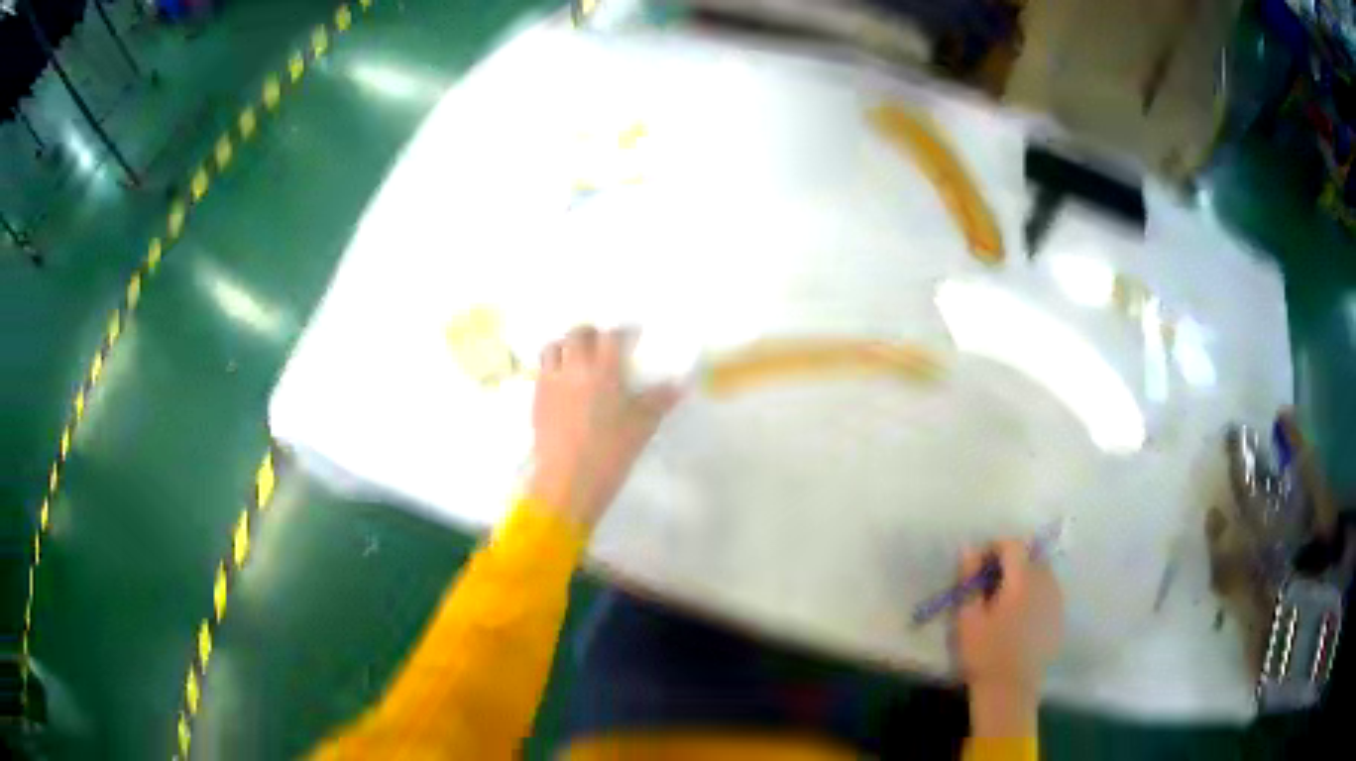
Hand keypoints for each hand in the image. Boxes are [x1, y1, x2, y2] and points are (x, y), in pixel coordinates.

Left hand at [527, 326, 681, 526]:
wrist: (567, 481)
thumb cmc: (610, 453)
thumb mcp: (642, 427)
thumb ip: (659, 401)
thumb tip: (678, 385)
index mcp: (603, 370)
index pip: (611, 335)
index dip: (622, 331)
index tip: (630, 337)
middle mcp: (574, 368)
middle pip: (577, 334)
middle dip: (590, 333)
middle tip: (601, 344)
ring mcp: (551, 382)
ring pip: (553, 348)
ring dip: (565, 347)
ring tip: (576, 359)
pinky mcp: (536, 399)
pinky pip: (542, 371)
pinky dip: (553, 368)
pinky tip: (563, 383)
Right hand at [956, 540, 1062, 735]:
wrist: (1010, 690)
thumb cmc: (985, 653)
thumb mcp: (968, 617)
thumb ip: (970, 580)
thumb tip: (969, 548)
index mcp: (1023, 579)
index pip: (1013, 544)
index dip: (994, 547)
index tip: (978, 565)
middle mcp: (1046, 582)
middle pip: (1030, 557)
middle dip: (1010, 563)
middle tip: (989, 585)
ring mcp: (1056, 599)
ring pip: (1041, 574)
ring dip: (1024, 578)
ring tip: (1005, 602)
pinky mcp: (1059, 617)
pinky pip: (1048, 593)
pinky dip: (1034, 595)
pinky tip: (1019, 618)